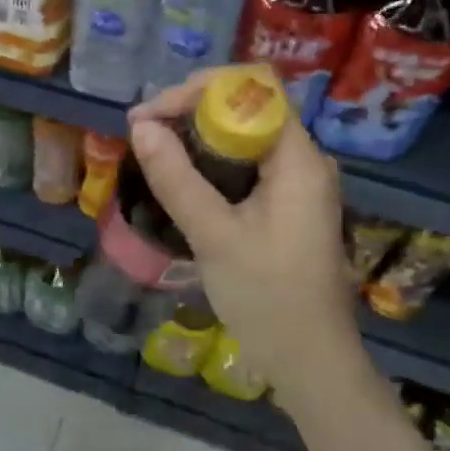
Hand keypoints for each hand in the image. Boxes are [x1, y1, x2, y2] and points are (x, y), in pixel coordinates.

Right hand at [128, 71, 360, 395]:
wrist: (309, 360)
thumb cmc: (267, 297)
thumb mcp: (214, 236)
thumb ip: (177, 179)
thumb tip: (140, 127)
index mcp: (299, 160)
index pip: (256, 90)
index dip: (199, 90)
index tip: (151, 116)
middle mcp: (303, 161)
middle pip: (249, 108)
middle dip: (191, 110)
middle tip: (143, 133)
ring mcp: (295, 184)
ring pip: (244, 136)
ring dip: (196, 135)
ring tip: (152, 150)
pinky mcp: (284, 206)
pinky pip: (245, 165)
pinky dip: (208, 162)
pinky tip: (179, 177)